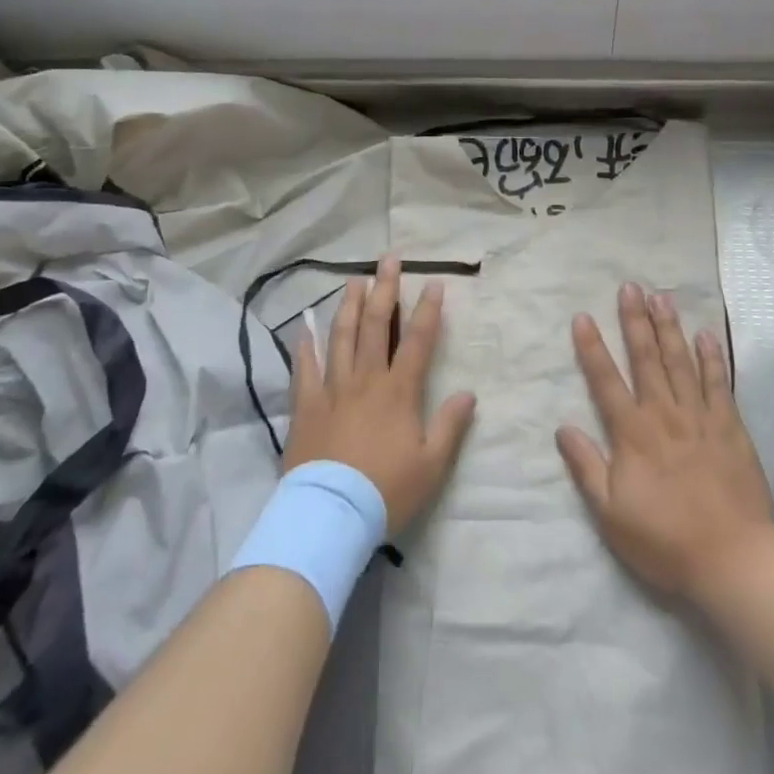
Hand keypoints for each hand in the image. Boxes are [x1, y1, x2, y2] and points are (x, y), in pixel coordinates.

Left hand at [283, 256, 475, 536]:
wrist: (330, 513)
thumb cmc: (386, 490)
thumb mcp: (432, 465)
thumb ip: (450, 426)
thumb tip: (469, 393)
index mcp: (399, 391)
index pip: (418, 340)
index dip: (427, 310)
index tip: (432, 282)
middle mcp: (365, 380)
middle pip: (376, 325)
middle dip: (384, 289)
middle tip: (388, 259)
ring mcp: (331, 389)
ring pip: (341, 336)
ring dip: (349, 305)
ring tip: (353, 279)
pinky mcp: (305, 405)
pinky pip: (304, 368)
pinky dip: (305, 345)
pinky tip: (305, 326)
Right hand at [557, 283, 773, 601]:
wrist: (732, 558)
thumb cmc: (664, 539)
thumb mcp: (610, 512)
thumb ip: (586, 466)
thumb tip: (563, 428)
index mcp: (633, 434)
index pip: (606, 381)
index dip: (592, 348)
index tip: (583, 317)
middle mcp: (664, 415)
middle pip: (646, 359)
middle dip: (635, 321)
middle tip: (630, 287)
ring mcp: (701, 418)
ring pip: (681, 363)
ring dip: (670, 329)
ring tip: (662, 297)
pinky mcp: (731, 428)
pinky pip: (719, 385)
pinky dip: (712, 359)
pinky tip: (706, 335)